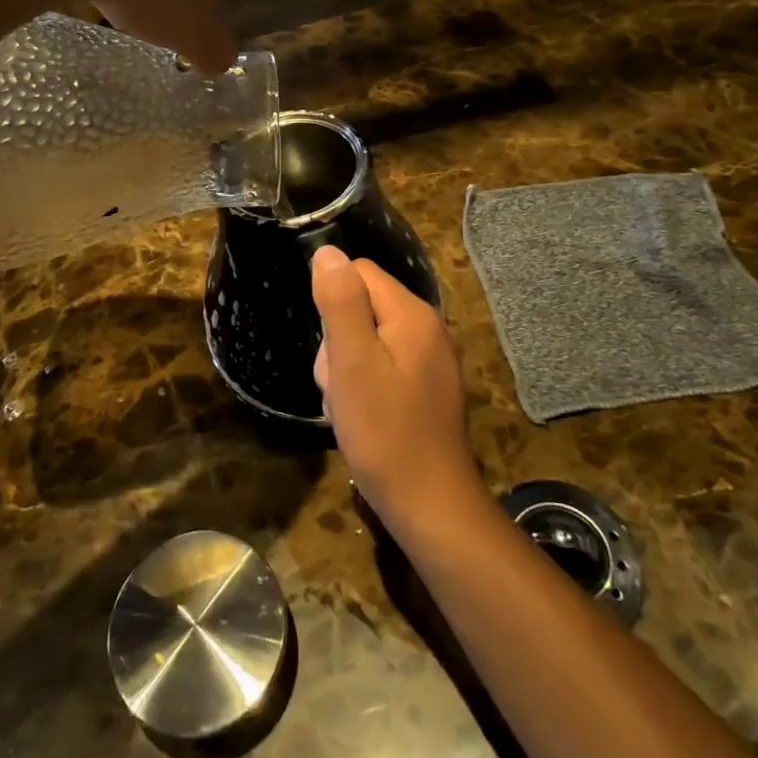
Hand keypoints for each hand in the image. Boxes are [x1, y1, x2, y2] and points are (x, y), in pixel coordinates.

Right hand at [310, 245, 484, 533]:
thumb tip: (327, 252)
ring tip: (349, 407)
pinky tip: (362, 418)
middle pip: (361, 308)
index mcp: (413, 314)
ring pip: (367, 341)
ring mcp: (430, 360)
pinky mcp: (426, 388)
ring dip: (346, 369)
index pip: (359, 273)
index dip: (333, 305)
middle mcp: (428, 328)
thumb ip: (340, 302)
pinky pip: (383, 367)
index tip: (333, 350)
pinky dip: (364, 387)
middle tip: (340, 386)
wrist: (429, 505)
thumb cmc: (384, 431)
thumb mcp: (352, 362)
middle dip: (337, 343)